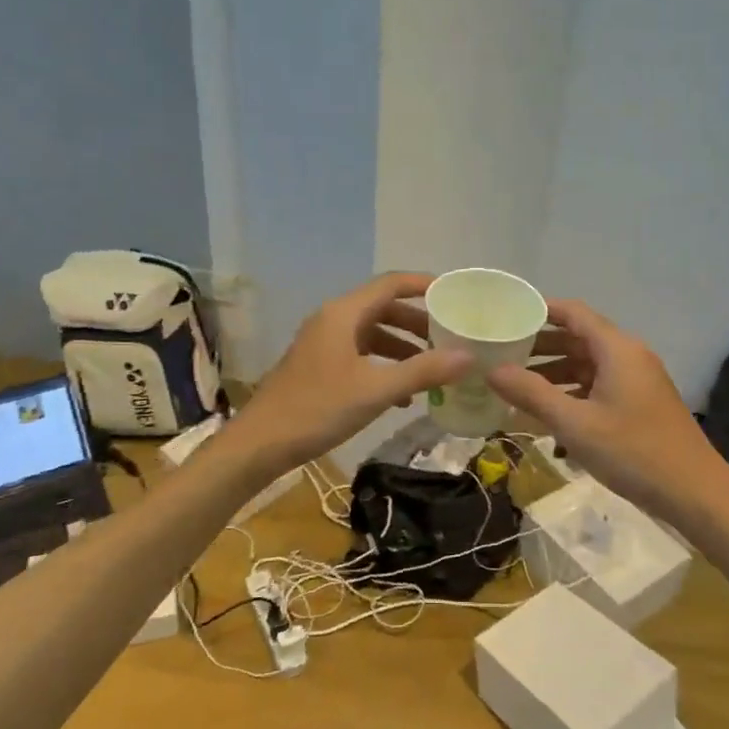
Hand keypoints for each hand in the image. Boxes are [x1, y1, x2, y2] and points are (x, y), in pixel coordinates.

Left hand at [229, 273, 472, 472]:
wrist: (260, 444)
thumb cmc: (318, 409)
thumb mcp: (376, 390)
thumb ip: (423, 371)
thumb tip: (469, 356)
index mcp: (343, 314)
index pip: (391, 284)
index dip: (424, 284)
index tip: (456, 294)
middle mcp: (333, 320)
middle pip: (383, 308)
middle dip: (418, 322)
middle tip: (450, 337)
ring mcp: (323, 344)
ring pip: (372, 334)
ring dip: (403, 347)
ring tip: (433, 368)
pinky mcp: (319, 366)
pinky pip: (360, 355)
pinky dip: (384, 366)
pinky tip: (403, 396)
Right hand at [487, 299, 728, 525]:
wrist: (695, 493)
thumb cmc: (633, 452)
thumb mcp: (574, 424)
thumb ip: (531, 394)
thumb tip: (491, 370)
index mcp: (617, 349)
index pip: (572, 313)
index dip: (539, 310)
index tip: (505, 317)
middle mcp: (628, 356)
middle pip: (578, 338)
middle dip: (539, 346)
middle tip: (501, 355)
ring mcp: (637, 381)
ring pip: (587, 365)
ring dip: (553, 373)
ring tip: (515, 386)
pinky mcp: (639, 404)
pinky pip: (598, 387)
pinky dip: (571, 393)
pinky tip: (546, 414)